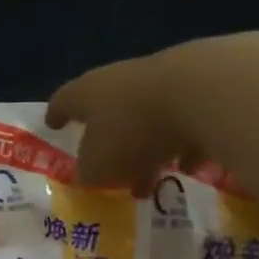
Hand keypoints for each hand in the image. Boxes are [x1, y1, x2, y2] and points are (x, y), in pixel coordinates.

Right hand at [46, 32, 258, 189]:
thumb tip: (88, 175)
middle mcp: (122, 80)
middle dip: (107, 141)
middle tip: (106, 169)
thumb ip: (88, 172)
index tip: (52, 124)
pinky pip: (186, 122)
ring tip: (150, 179)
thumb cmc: (134, 130)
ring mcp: (165, 80)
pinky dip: (184, 144)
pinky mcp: (203, 87)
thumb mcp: (99, 165)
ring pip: (148, 118)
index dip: (57, 114)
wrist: (206, 92)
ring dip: (146, 146)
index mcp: (88, 92)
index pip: (64, 101)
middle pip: (108, 109)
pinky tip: (190, 167)